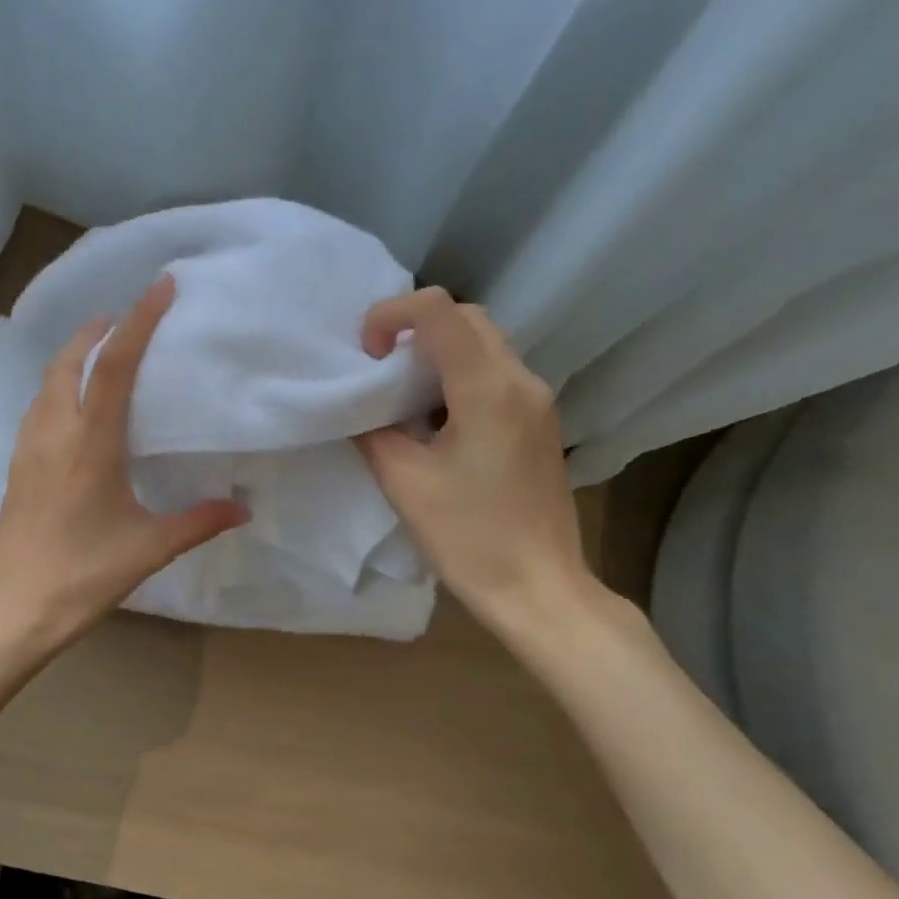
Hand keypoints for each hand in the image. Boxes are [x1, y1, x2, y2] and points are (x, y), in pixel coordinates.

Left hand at [0, 276, 247, 651]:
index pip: (113, 366)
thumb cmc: (84, 576)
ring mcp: (28, 448)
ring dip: (72, 356)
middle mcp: (53, 433)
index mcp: (89, 444)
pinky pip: (37, 407)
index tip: (159, 286)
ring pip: (46, 382)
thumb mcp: (150, 548)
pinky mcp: (16, 467)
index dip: (138, 321)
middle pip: (69, 360)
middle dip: (96, 330)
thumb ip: (199, 522)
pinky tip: (72, 406)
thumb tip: (244, 508)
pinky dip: (56, 386)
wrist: (16, 610)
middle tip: (125, 318)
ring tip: (99, 352)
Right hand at [354, 288, 597, 631]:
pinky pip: (496, 373)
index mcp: (487, 389)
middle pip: (466, 317)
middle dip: (415, 328)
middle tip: (380, 368)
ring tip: (402, 394)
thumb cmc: (469, 537)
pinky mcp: (540, 423)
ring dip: (439, 351)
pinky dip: (459, 374)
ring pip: (484, 343)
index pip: (438, 310)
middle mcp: (521, 380)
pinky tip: (437, 419)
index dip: (391, 315)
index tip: (367, 356)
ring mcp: (537, 401)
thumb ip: (373, 431)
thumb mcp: (404, 482)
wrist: (538, 587)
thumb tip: (358, 407)